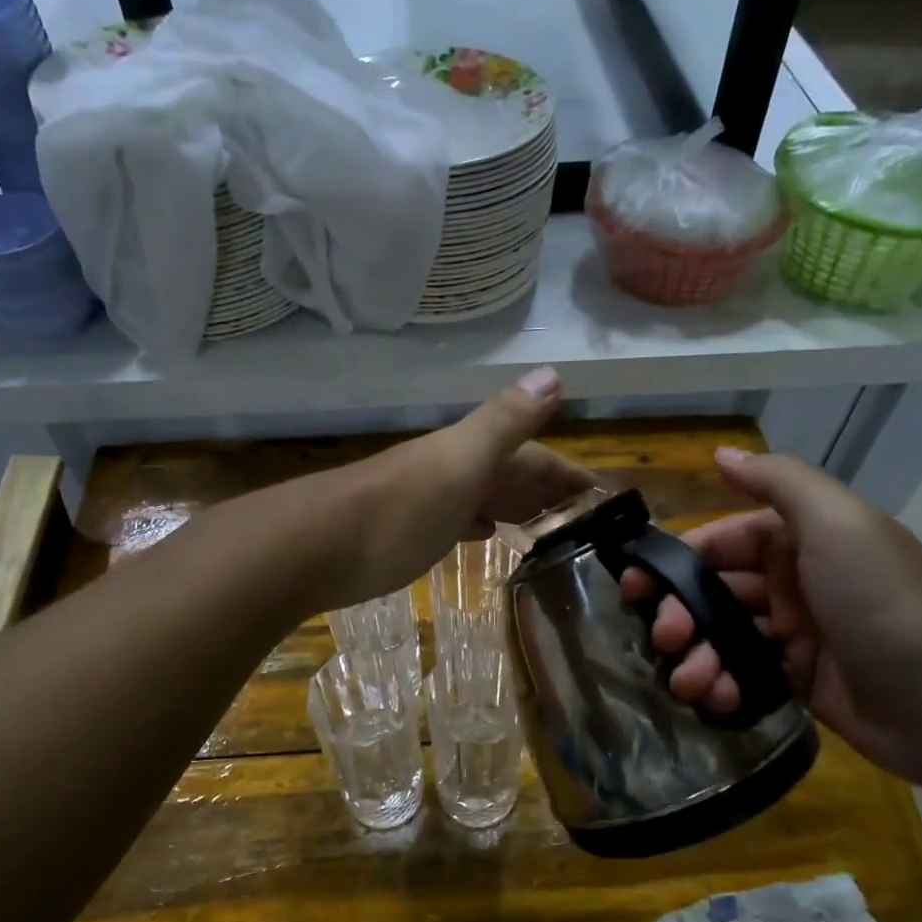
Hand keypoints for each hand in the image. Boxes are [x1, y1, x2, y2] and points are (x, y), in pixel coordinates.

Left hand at [311, 367, 593, 611]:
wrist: (312, 548)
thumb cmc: (396, 511)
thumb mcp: (459, 462)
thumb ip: (505, 422)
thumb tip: (554, 374)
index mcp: (470, 453)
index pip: (536, 457)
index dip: (572, 475)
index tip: (609, 501)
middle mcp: (450, 470)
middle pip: (511, 475)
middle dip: (550, 491)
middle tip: (588, 523)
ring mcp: (425, 500)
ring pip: (484, 496)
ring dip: (517, 506)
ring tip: (549, 529)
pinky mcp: (404, 531)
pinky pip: (456, 519)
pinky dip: (479, 523)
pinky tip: (485, 535)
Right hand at [617, 448, 921, 783]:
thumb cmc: (884, 601)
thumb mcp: (836, 523)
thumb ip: (777, 482)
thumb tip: (719, 453)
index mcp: (800, 540)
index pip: (720, 540)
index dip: (676, 560)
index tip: (636, 584)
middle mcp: (793, 582)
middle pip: (714, 592)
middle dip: (680, 613)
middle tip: (664, 638)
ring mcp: (795, 636)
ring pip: (723, 637)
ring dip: (697, 657)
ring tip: (690, 682)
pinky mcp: (798, 683)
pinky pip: (743, 676)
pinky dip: (723, 686)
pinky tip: (719, 699)